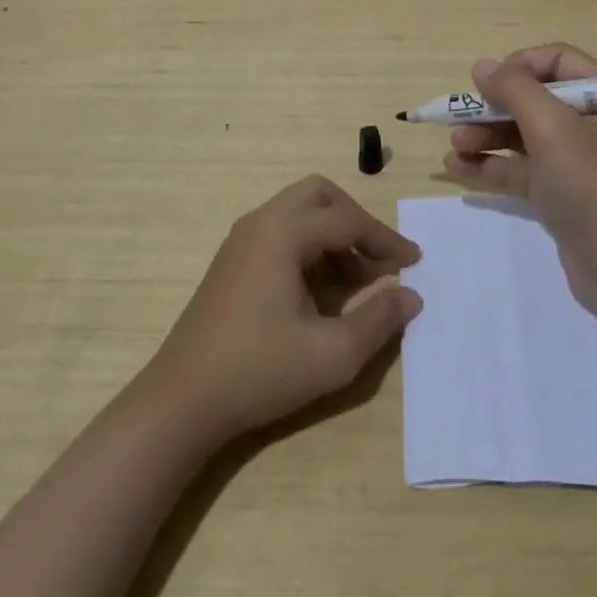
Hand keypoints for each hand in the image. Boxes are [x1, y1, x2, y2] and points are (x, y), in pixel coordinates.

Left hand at [143, 175, 422, 444]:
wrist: (182, 401)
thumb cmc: (259, 372)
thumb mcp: (331, 354)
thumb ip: (378, 320)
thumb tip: (411, 296)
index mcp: (283, 232)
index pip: (347, 220)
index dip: (385, 240)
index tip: (414, 262)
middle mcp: (261, 222)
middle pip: (320, 195)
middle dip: (356, 220)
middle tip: (379, 258)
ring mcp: (242, 239)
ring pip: (299, 211)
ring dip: (333, 234)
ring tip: (358, 280)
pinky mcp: (233, 260)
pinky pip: (282, 231)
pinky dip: (310, 246)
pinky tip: (322, 290)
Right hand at [442, 42, 596, 271]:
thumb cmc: (591, 184)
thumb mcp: (552, 126)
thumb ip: (514, 89)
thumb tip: (482, 66)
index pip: (557, 61)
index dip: (519, 65)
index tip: (489, 83)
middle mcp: (591, 124)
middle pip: (534, 99)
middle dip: (493, 107)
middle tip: (459, 117)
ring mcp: (574, 161)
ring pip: (522, 135)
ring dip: (485, 136)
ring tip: (453, 147)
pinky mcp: (558, 193)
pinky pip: (519, 168)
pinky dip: (490, 164)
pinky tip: (456, 167)